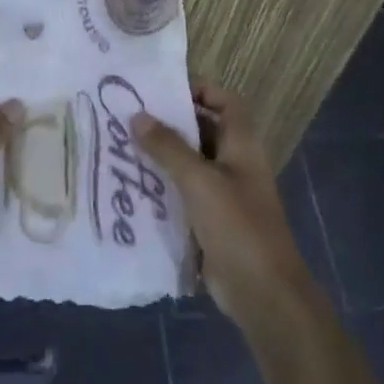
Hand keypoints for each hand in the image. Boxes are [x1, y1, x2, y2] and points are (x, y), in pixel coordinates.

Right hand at [135, 81, 323, 331]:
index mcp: (242, 145)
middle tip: (129, 117)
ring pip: (189, 164)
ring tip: (121, 148)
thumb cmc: (237, 226)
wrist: (262, 293)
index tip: (162, 91)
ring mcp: (223, 194)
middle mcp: (234, 164)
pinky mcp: (210, 221)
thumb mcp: (199, 181)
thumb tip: (137, 116)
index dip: (200, 89)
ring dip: (161, 157)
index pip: (226, 101)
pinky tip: (131, 186)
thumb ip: (168, 147)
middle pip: (203, 131)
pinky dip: (162, 187)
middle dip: (170, 123)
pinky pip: (183, 194)